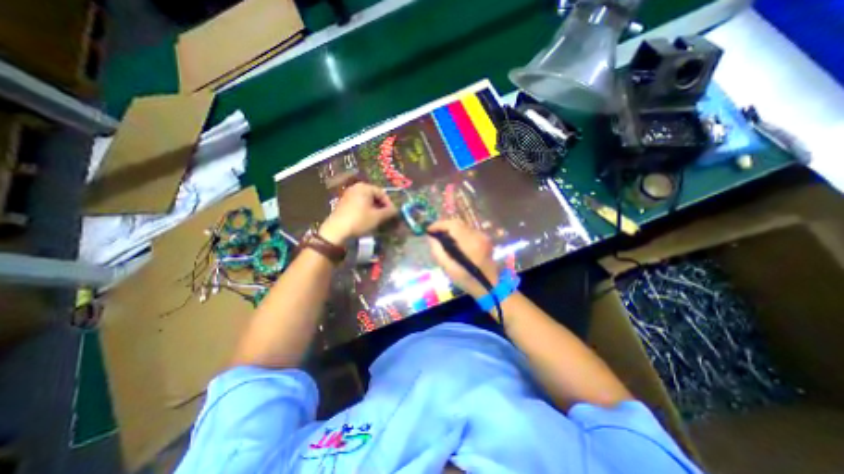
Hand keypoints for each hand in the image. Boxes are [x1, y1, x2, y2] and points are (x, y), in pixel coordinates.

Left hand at [321, 182, 399, 244]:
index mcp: (364, 187)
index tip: (393, 215)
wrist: (336, 231)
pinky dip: (365, 211)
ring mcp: (348, 195)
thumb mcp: (377, 217)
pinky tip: (367, 220)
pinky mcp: (343, 204)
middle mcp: (356, 188)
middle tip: (386, 218)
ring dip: (374, 210)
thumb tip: (396, 210)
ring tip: (378, 220)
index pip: (382, 193)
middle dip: (382, 207)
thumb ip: (389, 212)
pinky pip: (359, 205)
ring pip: (366, 201)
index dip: (389, 204)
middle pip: (374, 196)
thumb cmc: (359, 221)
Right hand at [425, 221, 496, 298]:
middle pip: (458, 223)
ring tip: (441, 237)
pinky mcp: (485, 239)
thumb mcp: (449, 269)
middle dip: (444, 226)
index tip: (429, 230)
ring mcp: (483, 237)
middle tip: (433, 233)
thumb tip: (431, 238)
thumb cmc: (468, 281)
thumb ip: (438, 252)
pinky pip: (468, 231)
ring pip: (463, 226)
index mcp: (469, 243)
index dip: (439, 225)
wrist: (491, 287)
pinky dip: (459, 232)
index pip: (453, 225)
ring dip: (451, 229)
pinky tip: (453, 241)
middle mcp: (478, 236)